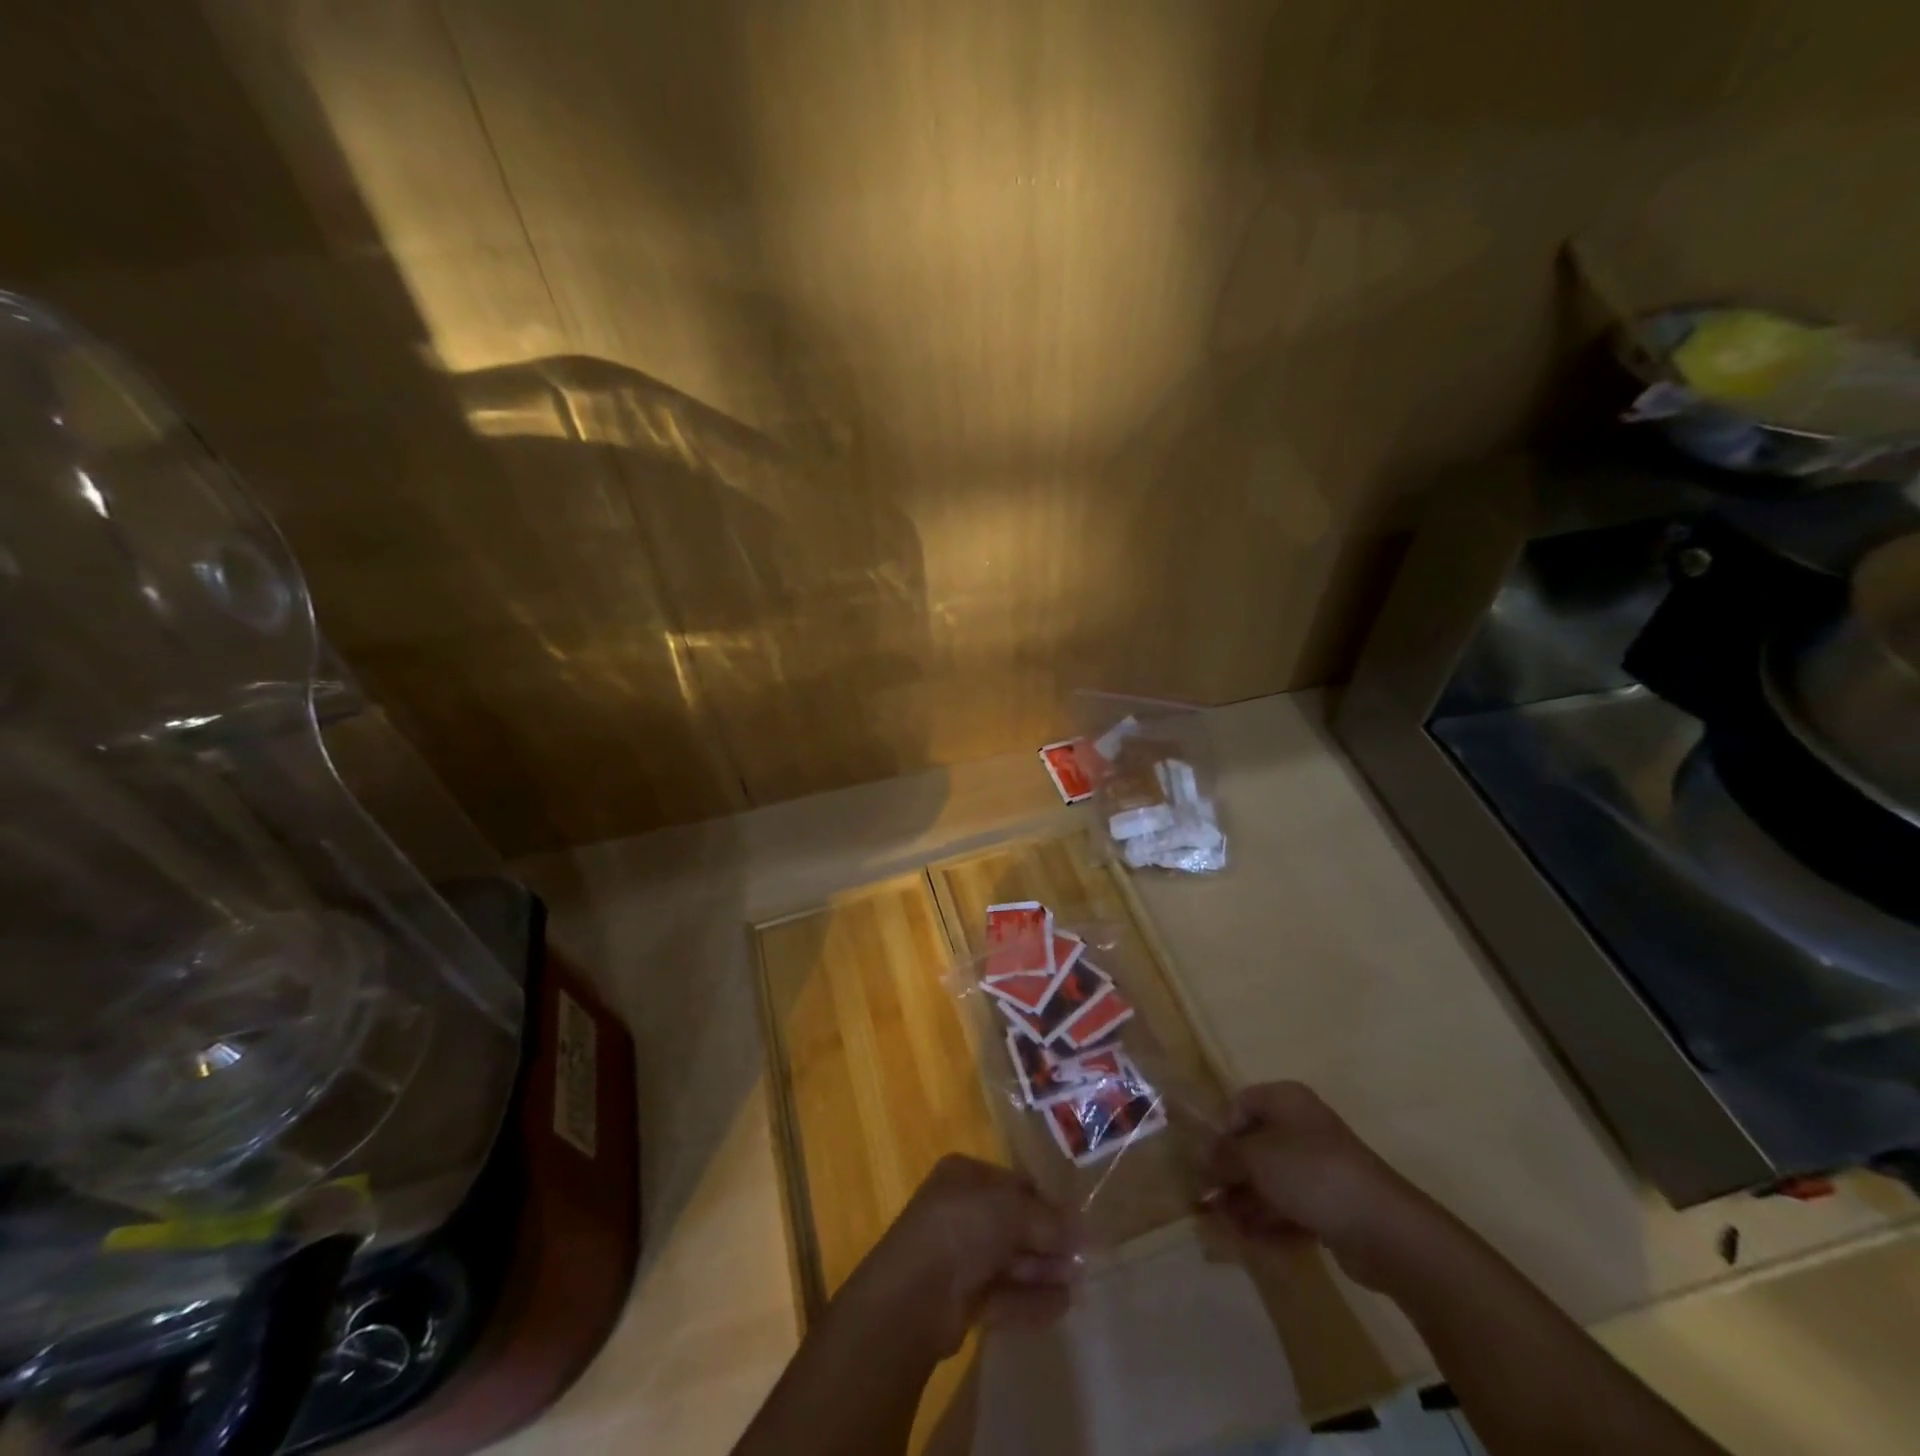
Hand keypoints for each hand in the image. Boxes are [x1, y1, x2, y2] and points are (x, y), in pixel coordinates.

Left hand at [844, 1155, 1081, 1359]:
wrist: (915, 1294)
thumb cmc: (963, 1228)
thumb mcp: (1012, 1210)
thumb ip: (1048, 1219)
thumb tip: (1081, 1227)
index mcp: (964, 1175)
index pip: (1013, 1183)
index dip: (1045, 1202)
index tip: (1074, 1222)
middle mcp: (959, 1210)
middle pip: (1012, 1223)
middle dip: (1046, 1240)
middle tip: (1081, 1258)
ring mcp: (957, 1256)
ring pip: (1008, 1260)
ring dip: (1042, 1270)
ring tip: (1077, 1283)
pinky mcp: (959, 1299)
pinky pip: (1002, 1294)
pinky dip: (1029, 1299)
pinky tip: (1061, 1307)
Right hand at [1204, 1081, 1432, 1291]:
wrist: (1383, 1228)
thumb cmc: (1311, 1174)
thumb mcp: (1256, 1157)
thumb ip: (1224, 1155)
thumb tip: (1204, 1158)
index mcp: (1286, 1101)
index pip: (1242, 1104)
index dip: (1221, 1131)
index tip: (1207, 1161)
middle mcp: (1303, 1129)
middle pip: (1256, 1146)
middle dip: (1231, 1174)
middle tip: (1207, 1201)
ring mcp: (1321, 1169)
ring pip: (1273, 1181)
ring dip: (1246, 1202)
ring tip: (1223, 1227)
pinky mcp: (1333, 1207)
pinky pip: (1292, 1209)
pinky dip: (1270, 1222)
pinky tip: (1249, 1240)